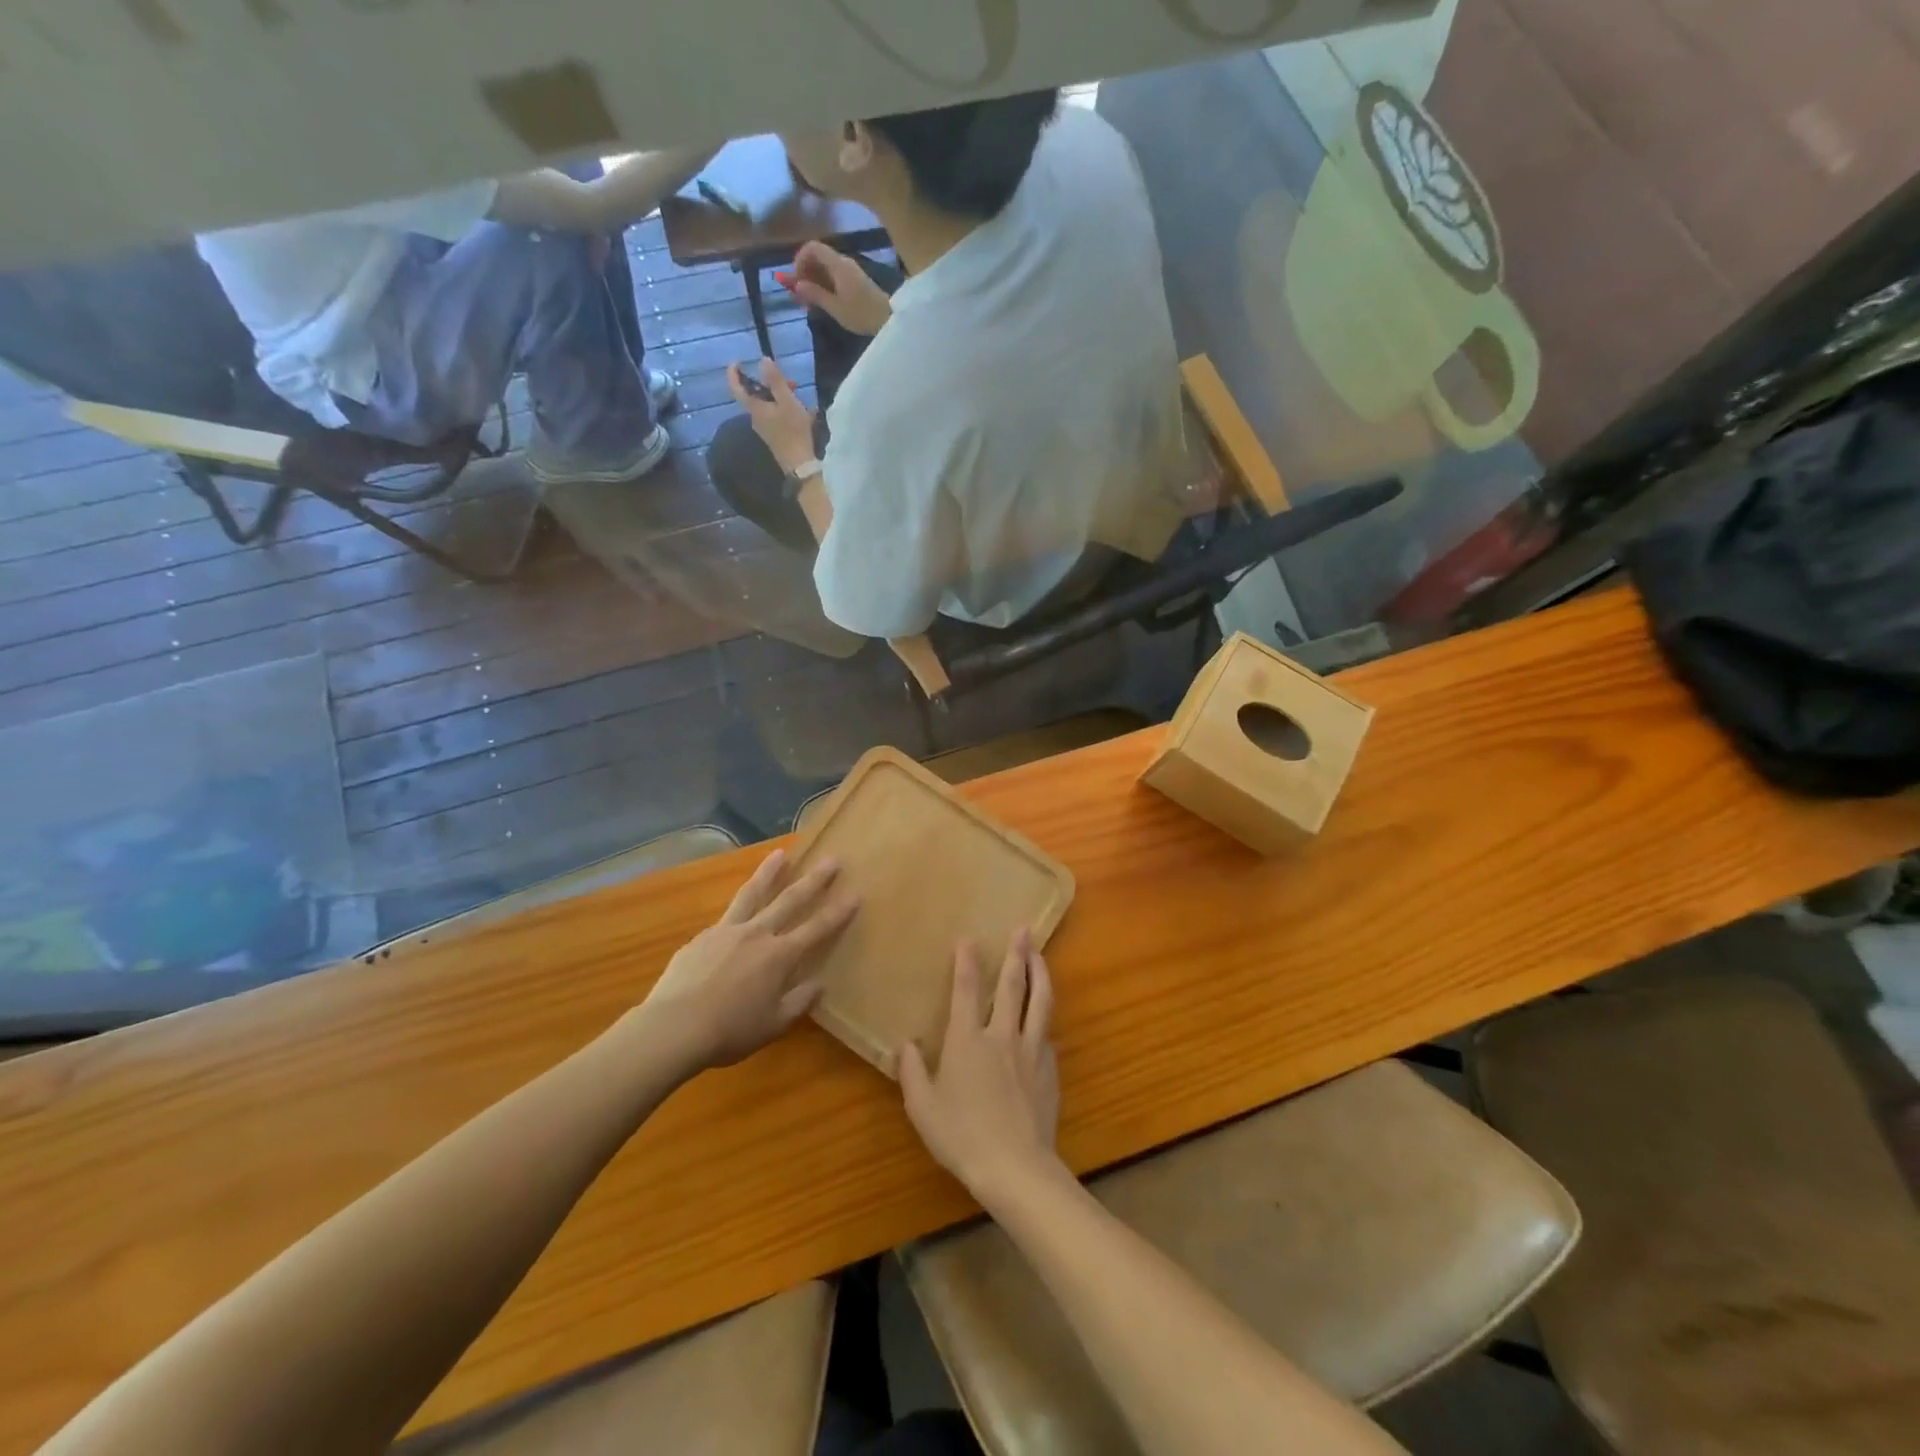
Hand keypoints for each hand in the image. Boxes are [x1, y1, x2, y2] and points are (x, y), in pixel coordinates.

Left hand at [636, 849, 857, 1069]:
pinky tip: (738, 913)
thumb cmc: (729, 1031)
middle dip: (814, 880)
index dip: (838, 912)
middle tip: (831, 860)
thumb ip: (798, 1002)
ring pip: (752, 894)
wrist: (673, 1027)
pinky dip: (738, 909)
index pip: (817, 929)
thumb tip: (819, 984)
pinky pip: (726, 918)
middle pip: (790, 900)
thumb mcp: (773, 1025)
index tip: (855, 893)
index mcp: (779, 956)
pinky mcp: (702, 937)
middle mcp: (757, 934)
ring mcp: (727, 931)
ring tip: (780, 854)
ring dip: (769, 873)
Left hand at [726, 358, 817, 474]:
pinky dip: (784, 408)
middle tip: (789, 380)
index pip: (736, 387)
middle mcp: (755, 418)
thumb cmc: (793, 430)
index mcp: (755, 408)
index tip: (738, 361)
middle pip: (756, 395)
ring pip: (767, 405)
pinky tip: (803, 410)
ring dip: (780, 396)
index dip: (734, 372)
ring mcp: (764, 428)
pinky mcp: (774, 436)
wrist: (800, 464)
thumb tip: (762, 360)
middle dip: (770, 383)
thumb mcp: (787, 401)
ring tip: (798, 394)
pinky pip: (775, 415)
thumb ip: (775, 380)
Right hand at [780, 241, 892, 335]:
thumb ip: (815, 294)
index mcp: (838, 264)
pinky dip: (824, 284)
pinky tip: (821, 300)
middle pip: (818, 257)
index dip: (800, 259)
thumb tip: (796, 285)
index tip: (795, 279)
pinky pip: (834, 276)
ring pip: (825, 268)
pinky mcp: (855, 280)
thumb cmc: (862, 314)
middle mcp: (843, 262)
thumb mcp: (835, 307)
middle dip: (805, 272)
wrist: (889, 319)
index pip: (812, 247)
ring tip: (808, 301)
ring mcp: (850, 270)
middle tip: (798, 294)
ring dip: (813, 280)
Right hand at [900, 932, 1061, 1204]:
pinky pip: (1047, 1035)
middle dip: (1016, 953)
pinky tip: (1044, 1018)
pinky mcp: (1049, 1070)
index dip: (967, 962)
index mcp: (967, 1040)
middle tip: (1023, 928)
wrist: (1016, 1168)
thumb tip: (904, 1045)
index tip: (969, 938)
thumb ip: (912, 1073)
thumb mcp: (923, 1108)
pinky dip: (1045, 1019)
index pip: (966, 990)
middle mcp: (1001, 1036)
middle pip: (1011, 986)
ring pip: (1040, 1002)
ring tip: (1040, 956)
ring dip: (1040, 974)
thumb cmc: (962, 1136)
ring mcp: (1030, 1051)